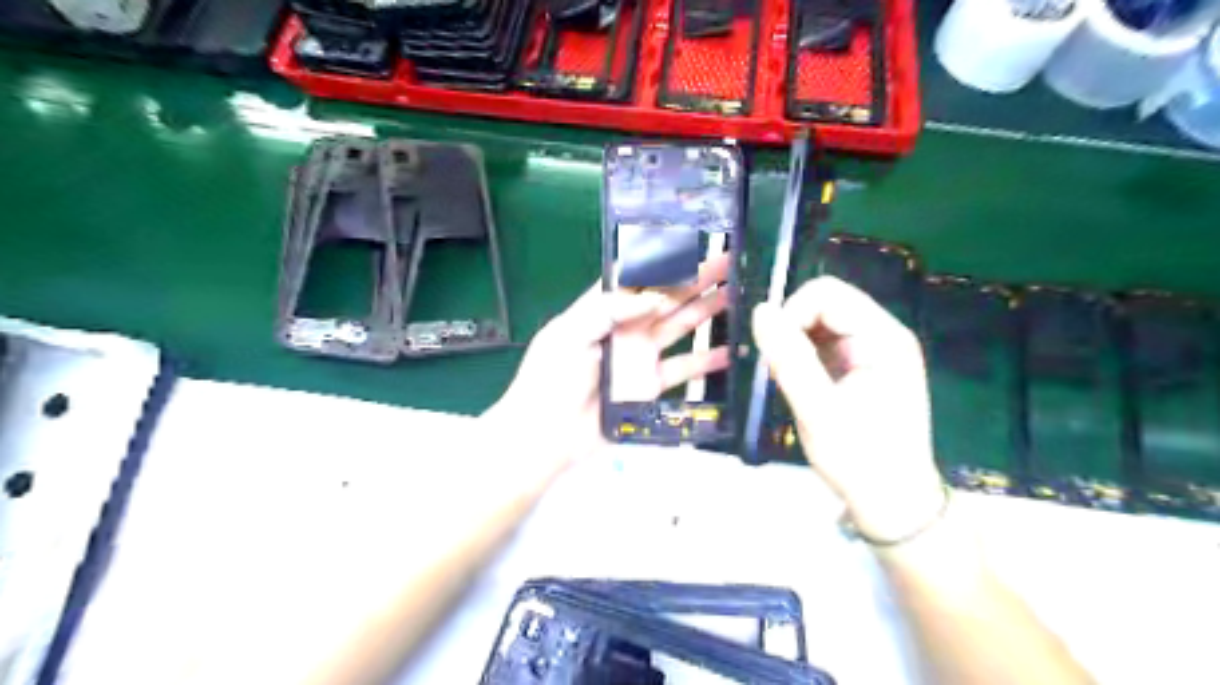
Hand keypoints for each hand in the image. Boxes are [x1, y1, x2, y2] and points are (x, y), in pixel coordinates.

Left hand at [486, 254, 726, 462]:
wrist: (548, 435)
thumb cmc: (551, 378)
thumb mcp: (569, 333)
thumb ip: (608, 309)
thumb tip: (654, 297)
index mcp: (602, 309)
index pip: (637, 277)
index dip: (663, 261)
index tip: (691, 243)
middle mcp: (625, 327)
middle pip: (665, 297)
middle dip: (694, 279)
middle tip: (726, 262)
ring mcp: (639, 356)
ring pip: (679, 327)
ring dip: (705, 311)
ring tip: (734, 295)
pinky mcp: (649, 385)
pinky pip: (682, 369)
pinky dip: (705, 361)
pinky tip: (727, 351)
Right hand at [754, 274, 941, 543]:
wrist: (891, 501)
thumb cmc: (859, 459)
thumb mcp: (818, 411)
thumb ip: (790, 359)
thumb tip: (760, 310)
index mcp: (883, 338)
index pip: (827, 294)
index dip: (792, 313)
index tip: (774, 353)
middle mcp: (881, 334)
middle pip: (825, 302)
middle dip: (792, 328)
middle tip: (780, 369)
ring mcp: (871, 350)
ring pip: (819, 322)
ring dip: (795, 343)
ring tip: (791, 381)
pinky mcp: (860, 365)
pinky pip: (822, 342)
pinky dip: (802, 355)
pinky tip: (801, 384)